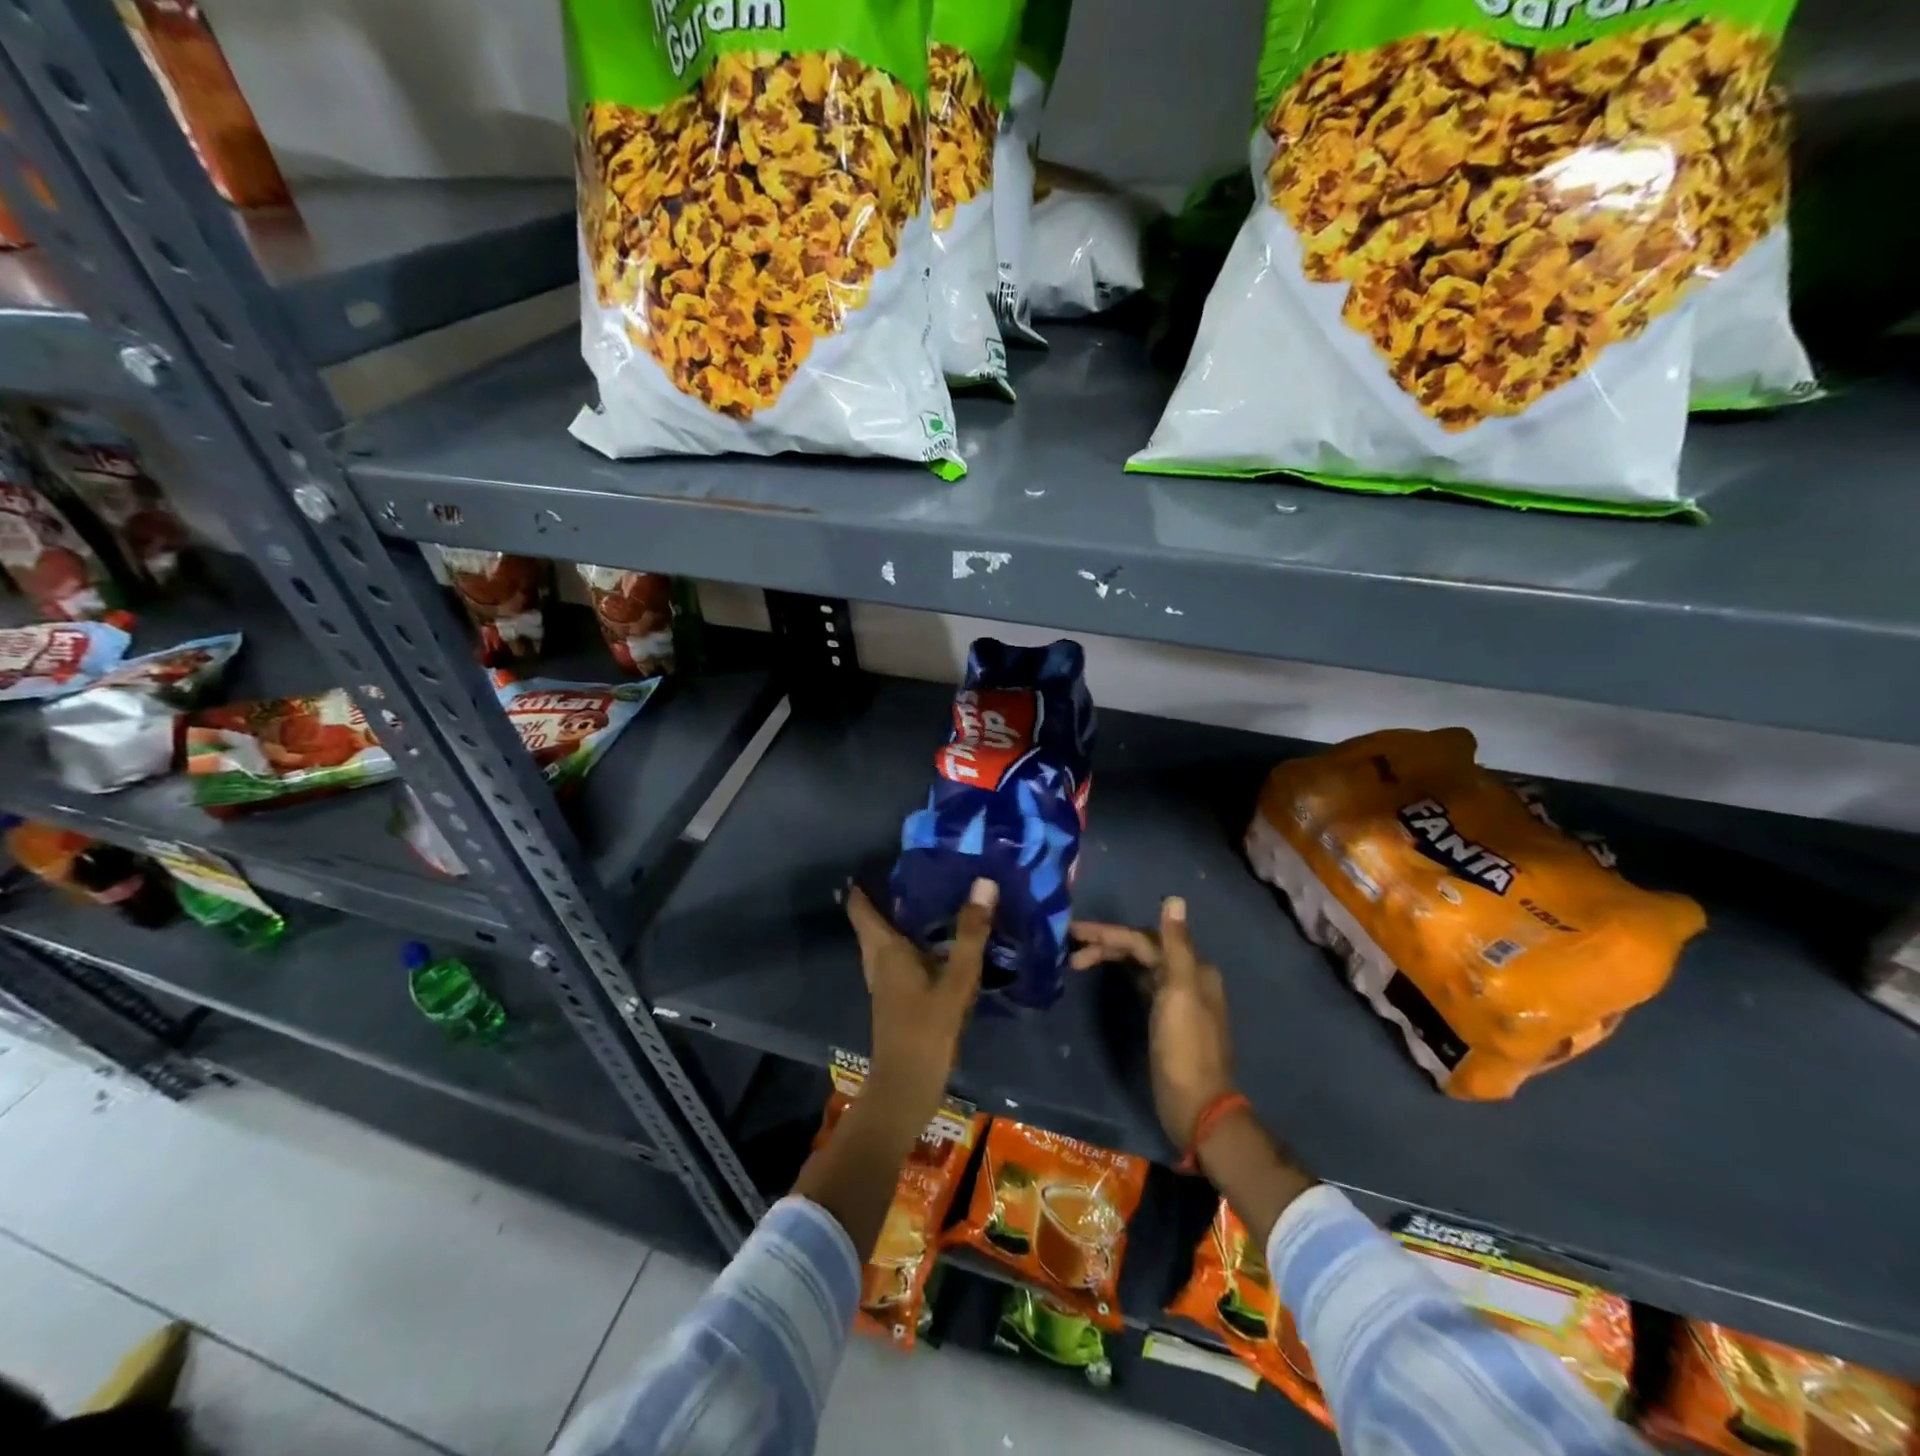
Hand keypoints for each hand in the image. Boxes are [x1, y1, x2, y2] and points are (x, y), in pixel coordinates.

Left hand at [845, 879, 993, 1118]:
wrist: (906, 1089)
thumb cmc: (925, 1030)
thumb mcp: (955, 980)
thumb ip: (970, 933)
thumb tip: (984, 882)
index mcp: (883, 949)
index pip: (861, 905)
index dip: (865, 881)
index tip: (886, 856)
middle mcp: (878, 960)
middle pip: (874, 919)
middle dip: (891, 894)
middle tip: (923, 868)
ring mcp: (886, 981)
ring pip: (888, 939)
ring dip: (904, 918)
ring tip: (936, 895)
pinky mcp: (898, 996)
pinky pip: (901, 956)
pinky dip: (914, 940)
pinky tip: (942, 940)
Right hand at [1072, 897, 1234, 1150]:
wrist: (1197, 1107)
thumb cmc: (1184, 1049)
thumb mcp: (1179, 992)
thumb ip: (1176, 944)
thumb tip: (1175, 899)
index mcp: (1193, 968)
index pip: (1144, 938)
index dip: (1109, 933)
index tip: (1074, 931)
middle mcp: (1188, 977)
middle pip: (1142, 949)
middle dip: (1106, 944)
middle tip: (1069, 947)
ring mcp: (1178, 999)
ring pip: (1140, 965)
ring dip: (1110, 958)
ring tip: (1076, 962)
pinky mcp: (1167, 1019)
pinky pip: (1141, 983)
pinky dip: (1121, 974)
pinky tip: (1105, 976)